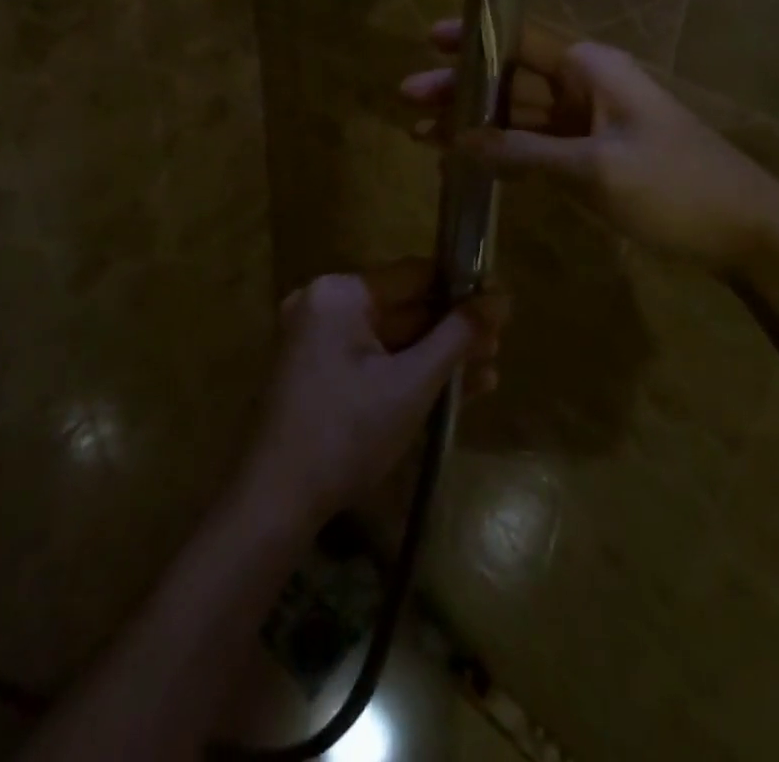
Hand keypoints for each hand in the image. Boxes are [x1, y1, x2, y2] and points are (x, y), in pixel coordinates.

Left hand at [240, 261, 503, 530]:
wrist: (276, 504)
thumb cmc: (347, 433)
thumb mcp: (412, 383)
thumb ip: (458, 336)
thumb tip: (501, 298)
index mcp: (340, 294)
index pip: (413, 275)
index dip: (460, 288)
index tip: (499, 304)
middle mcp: (325, 305)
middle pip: (404, 308)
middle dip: (452, 330)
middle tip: (498, 343)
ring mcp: (318, 340)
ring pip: (392, 339)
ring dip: (437, 355)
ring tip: (488, 370)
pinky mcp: (319, 373)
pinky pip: (373, 360)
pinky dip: (408, 372)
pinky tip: (455, 390)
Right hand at [401, 19, 778, 266]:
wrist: (745, 229)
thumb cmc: (673, 185)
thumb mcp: (593, 168)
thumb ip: (522, 153)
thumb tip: (459, 143)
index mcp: (590, 67)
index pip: (519, 40)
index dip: (472, 39)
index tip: (427, 40)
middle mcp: (584, 84)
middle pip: (509, 78)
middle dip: (460, 89)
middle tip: (408, 99)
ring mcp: (587, 122)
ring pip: (518, 115)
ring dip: (474, 125)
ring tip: (420, 136)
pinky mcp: (590, 155)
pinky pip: (535, 145)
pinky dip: (502, 152)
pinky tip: (466, 162)